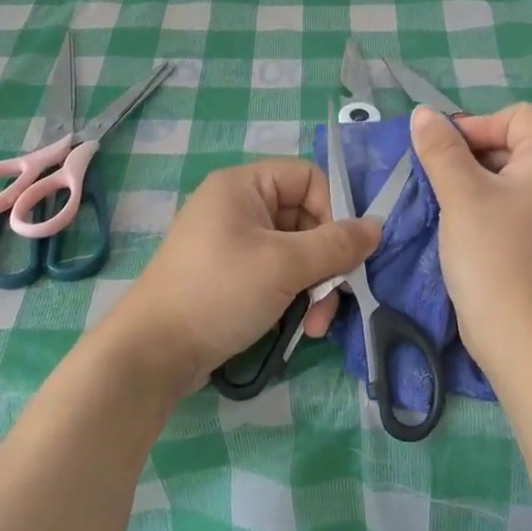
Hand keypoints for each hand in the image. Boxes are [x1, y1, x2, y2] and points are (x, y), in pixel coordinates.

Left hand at [106, 159, 380, 395]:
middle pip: (305, 218)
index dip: (333, 209)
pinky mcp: (230, 276)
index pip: (308, 177)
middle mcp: (237, 206)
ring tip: (316, 324)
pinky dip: (293, 296)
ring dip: (315, 287)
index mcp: (243, 185)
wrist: (153, 352)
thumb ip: (336, 245)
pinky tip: (301, 328)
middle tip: (335, 299)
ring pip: (295, 252)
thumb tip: (378, 226)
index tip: (344, 251)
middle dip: (326, 261)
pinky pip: (276, 273)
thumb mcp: (284, 265)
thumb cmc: (220, 292)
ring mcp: (232, 243)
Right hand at [410, 103, 531, 376]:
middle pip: (514, 145)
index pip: (520, 117)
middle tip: (437, 179)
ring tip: (443, 204)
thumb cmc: (493, 255)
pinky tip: (458, 228)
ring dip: (471, 182)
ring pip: (507, 179)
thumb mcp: (461, 195)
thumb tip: (424, 114)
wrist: (522, 338)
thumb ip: (441, 149)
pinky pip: (510, 208)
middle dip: (471, 154)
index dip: (480, 125)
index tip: (446, 153)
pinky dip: (483, 208)